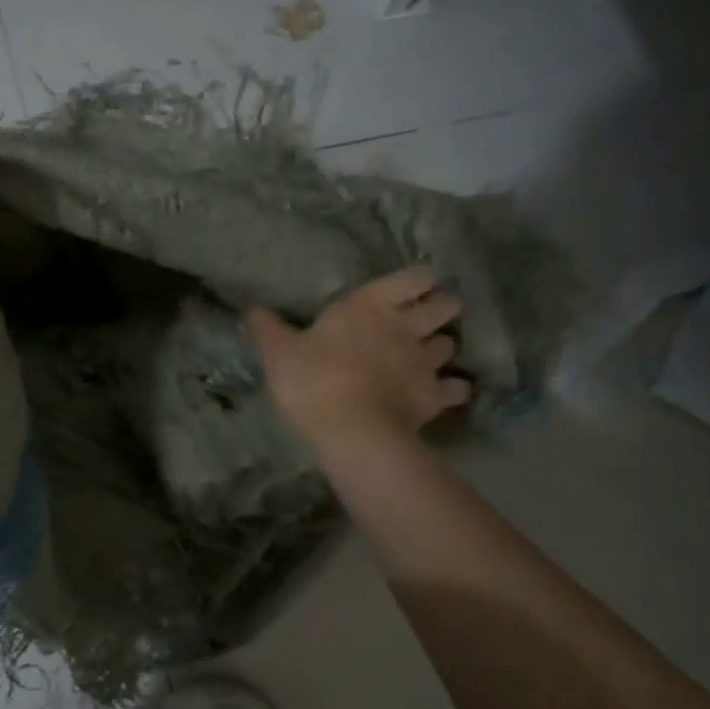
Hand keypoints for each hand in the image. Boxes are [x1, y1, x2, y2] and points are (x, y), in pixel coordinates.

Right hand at [250, 269, 471, 445]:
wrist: (351, 431)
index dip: (418, 281)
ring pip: (449, 345)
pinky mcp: (436, 396)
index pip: (413, 277)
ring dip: (441, 348)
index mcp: (370, 306)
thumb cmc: (313, 381)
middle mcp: (406, 326)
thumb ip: (268, 328)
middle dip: (442, 308)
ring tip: (428, 358)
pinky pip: (456, 388)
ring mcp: (426, 362)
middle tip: (427, 319)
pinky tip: (443, 394)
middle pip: (445, 306)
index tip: (412, 288)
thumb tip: (253, 309)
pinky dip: (453, 389)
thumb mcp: (278, 352)